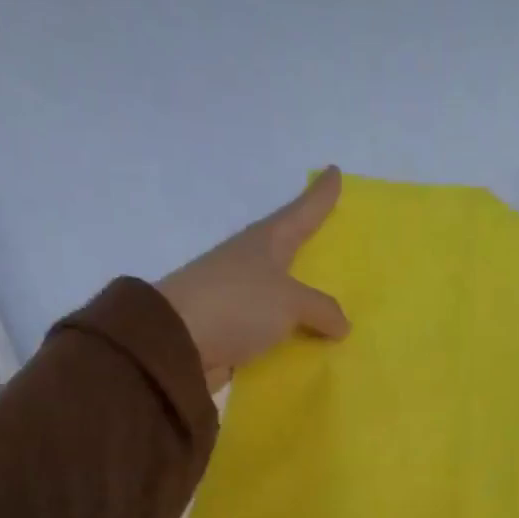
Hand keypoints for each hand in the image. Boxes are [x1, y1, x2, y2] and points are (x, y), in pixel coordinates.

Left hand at [157, 167, 351, 390]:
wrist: (177, 344)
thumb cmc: (236, 304)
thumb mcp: (289, 302)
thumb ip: (321, 309)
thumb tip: (341, 324)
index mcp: (265, 242)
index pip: (301, 212)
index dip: (319, 195)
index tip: (334, 171)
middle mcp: (251, 264)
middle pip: (288, 250)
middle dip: (310, 247)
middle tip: (336, 242)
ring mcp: (239, 298)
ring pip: (281, 295)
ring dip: (301, 300)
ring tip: (331, 307)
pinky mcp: (231, 330)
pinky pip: (272, 331)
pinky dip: (290, 336)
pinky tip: (310, 346)